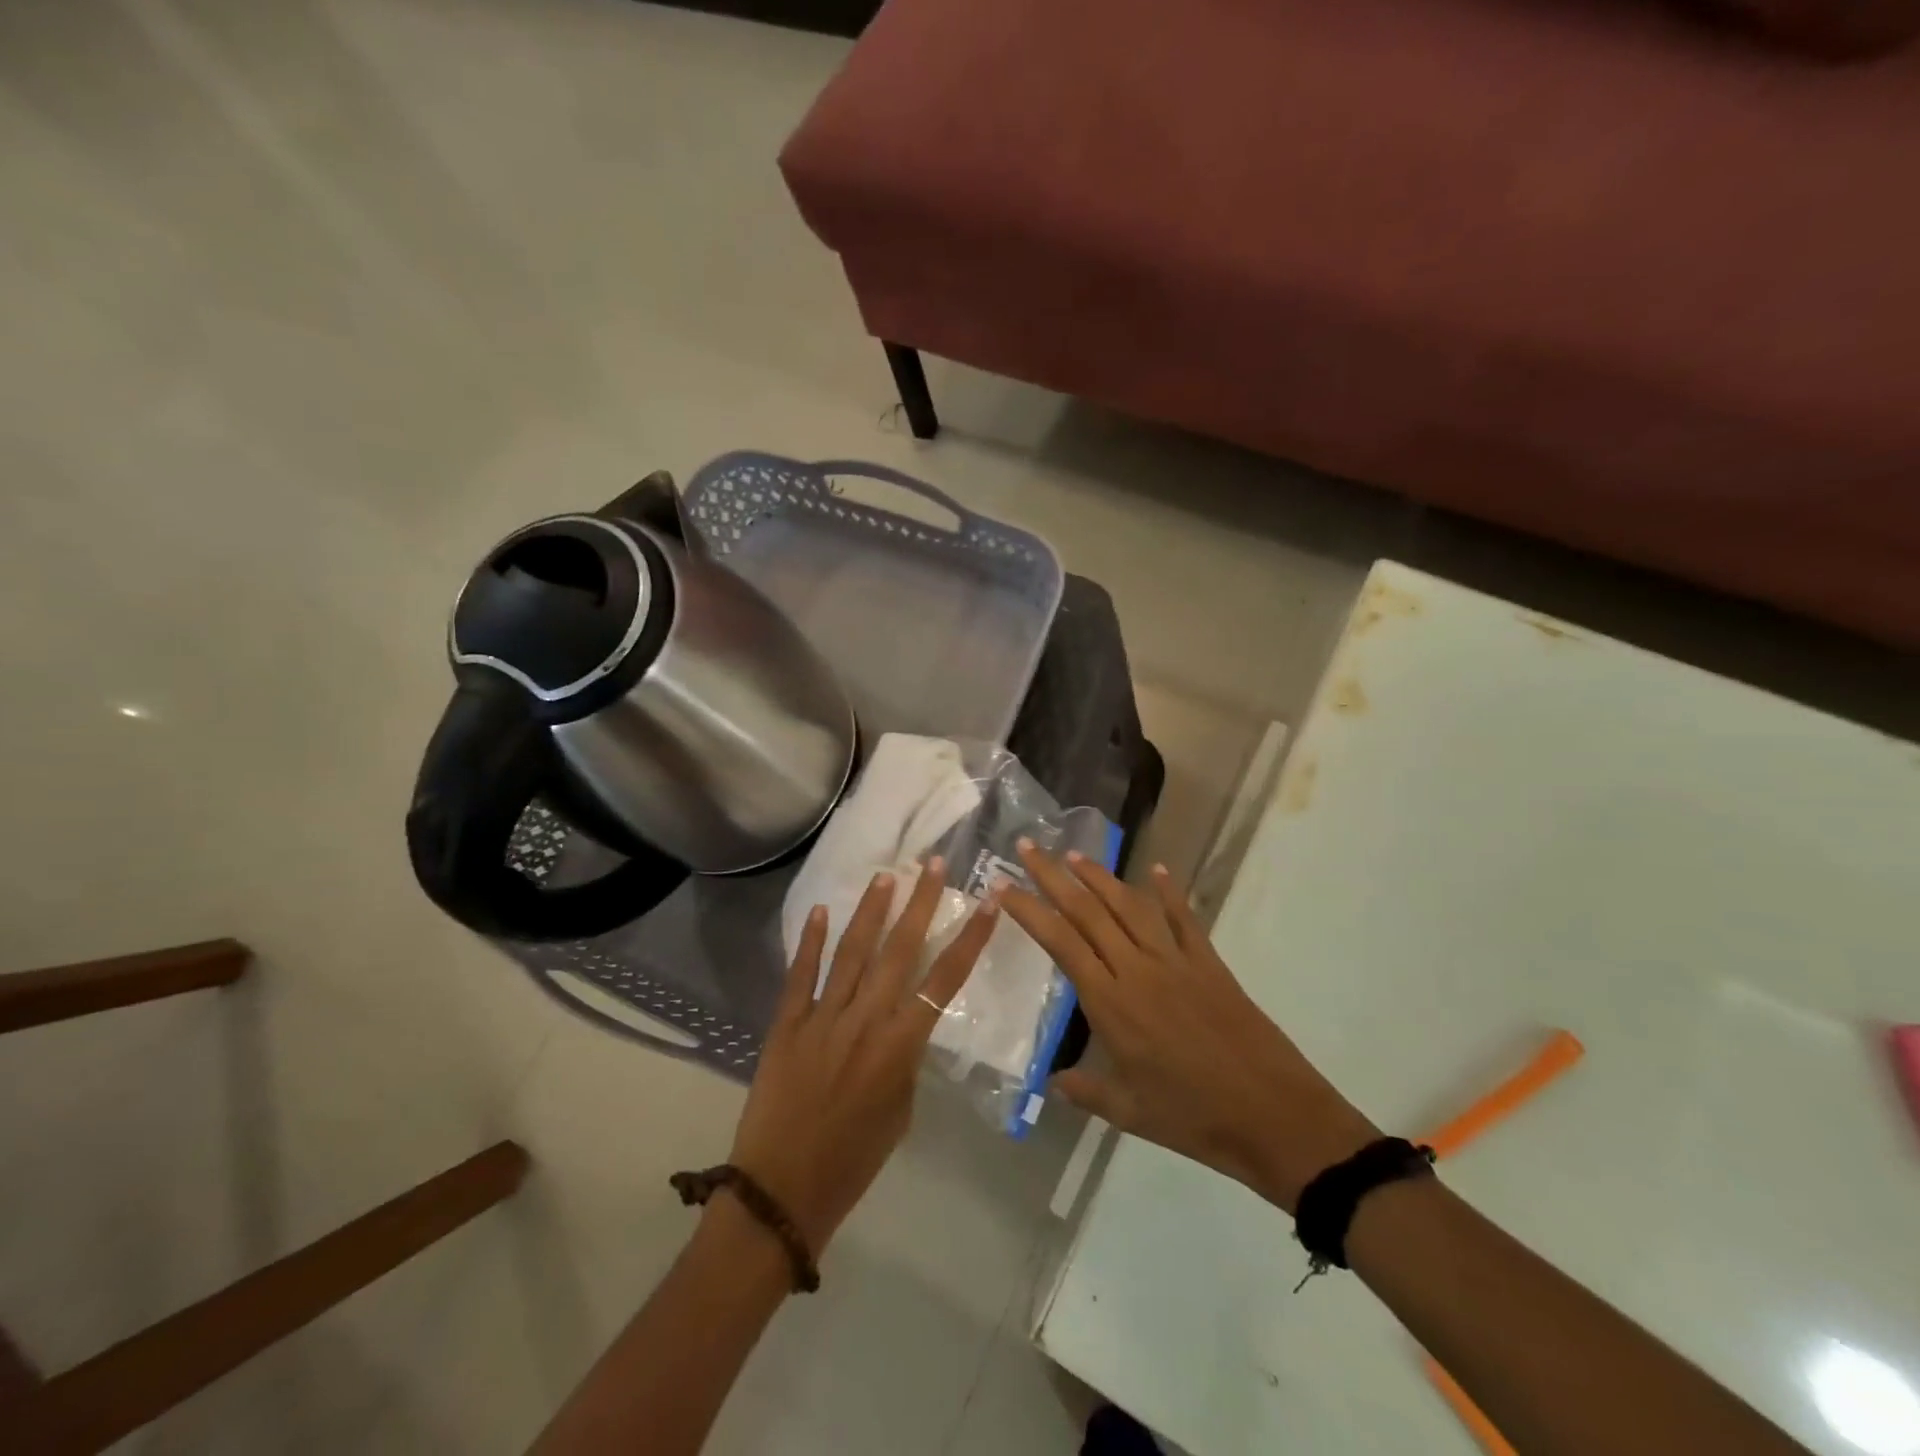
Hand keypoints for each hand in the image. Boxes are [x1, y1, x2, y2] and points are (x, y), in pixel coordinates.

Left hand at [728, 859, 995, 1252]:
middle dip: (919, 904)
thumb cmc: (854, 1160)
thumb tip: (905, 1023)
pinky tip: (823, 910)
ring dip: (871, 911)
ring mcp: (823, 1017)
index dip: (970, 938)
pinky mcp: (786, 1023)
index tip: (988, 902)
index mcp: (901, 1045)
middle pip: (900, 951)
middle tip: (931, 864)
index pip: (946, 980)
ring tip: (886, 875)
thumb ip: (906, 1058)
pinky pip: (801, 974)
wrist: (782, 1189)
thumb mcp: (901, 1110)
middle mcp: (866, 1020)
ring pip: (852, 952)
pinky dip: (812, 941)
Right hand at [1002, 845, 1378, 1213]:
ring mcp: (1176, 961)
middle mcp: (1138, 970)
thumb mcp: (1129, 1114)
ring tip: (1074, 854)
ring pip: (1130, 906)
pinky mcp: (1209, 963)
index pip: (1060, 943)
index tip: (1004, 886)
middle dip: (1053, 876)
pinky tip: (1158, 869)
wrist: (1275, 1117)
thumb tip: (1052, 1083)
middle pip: (1087, 912)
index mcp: (1111, 1004)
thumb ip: (1085, 1092)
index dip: (1029, 911)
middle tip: (1028, 847)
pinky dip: (1169, 892)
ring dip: (1100, 876)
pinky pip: (1184, 919)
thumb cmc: (1194, 1119)